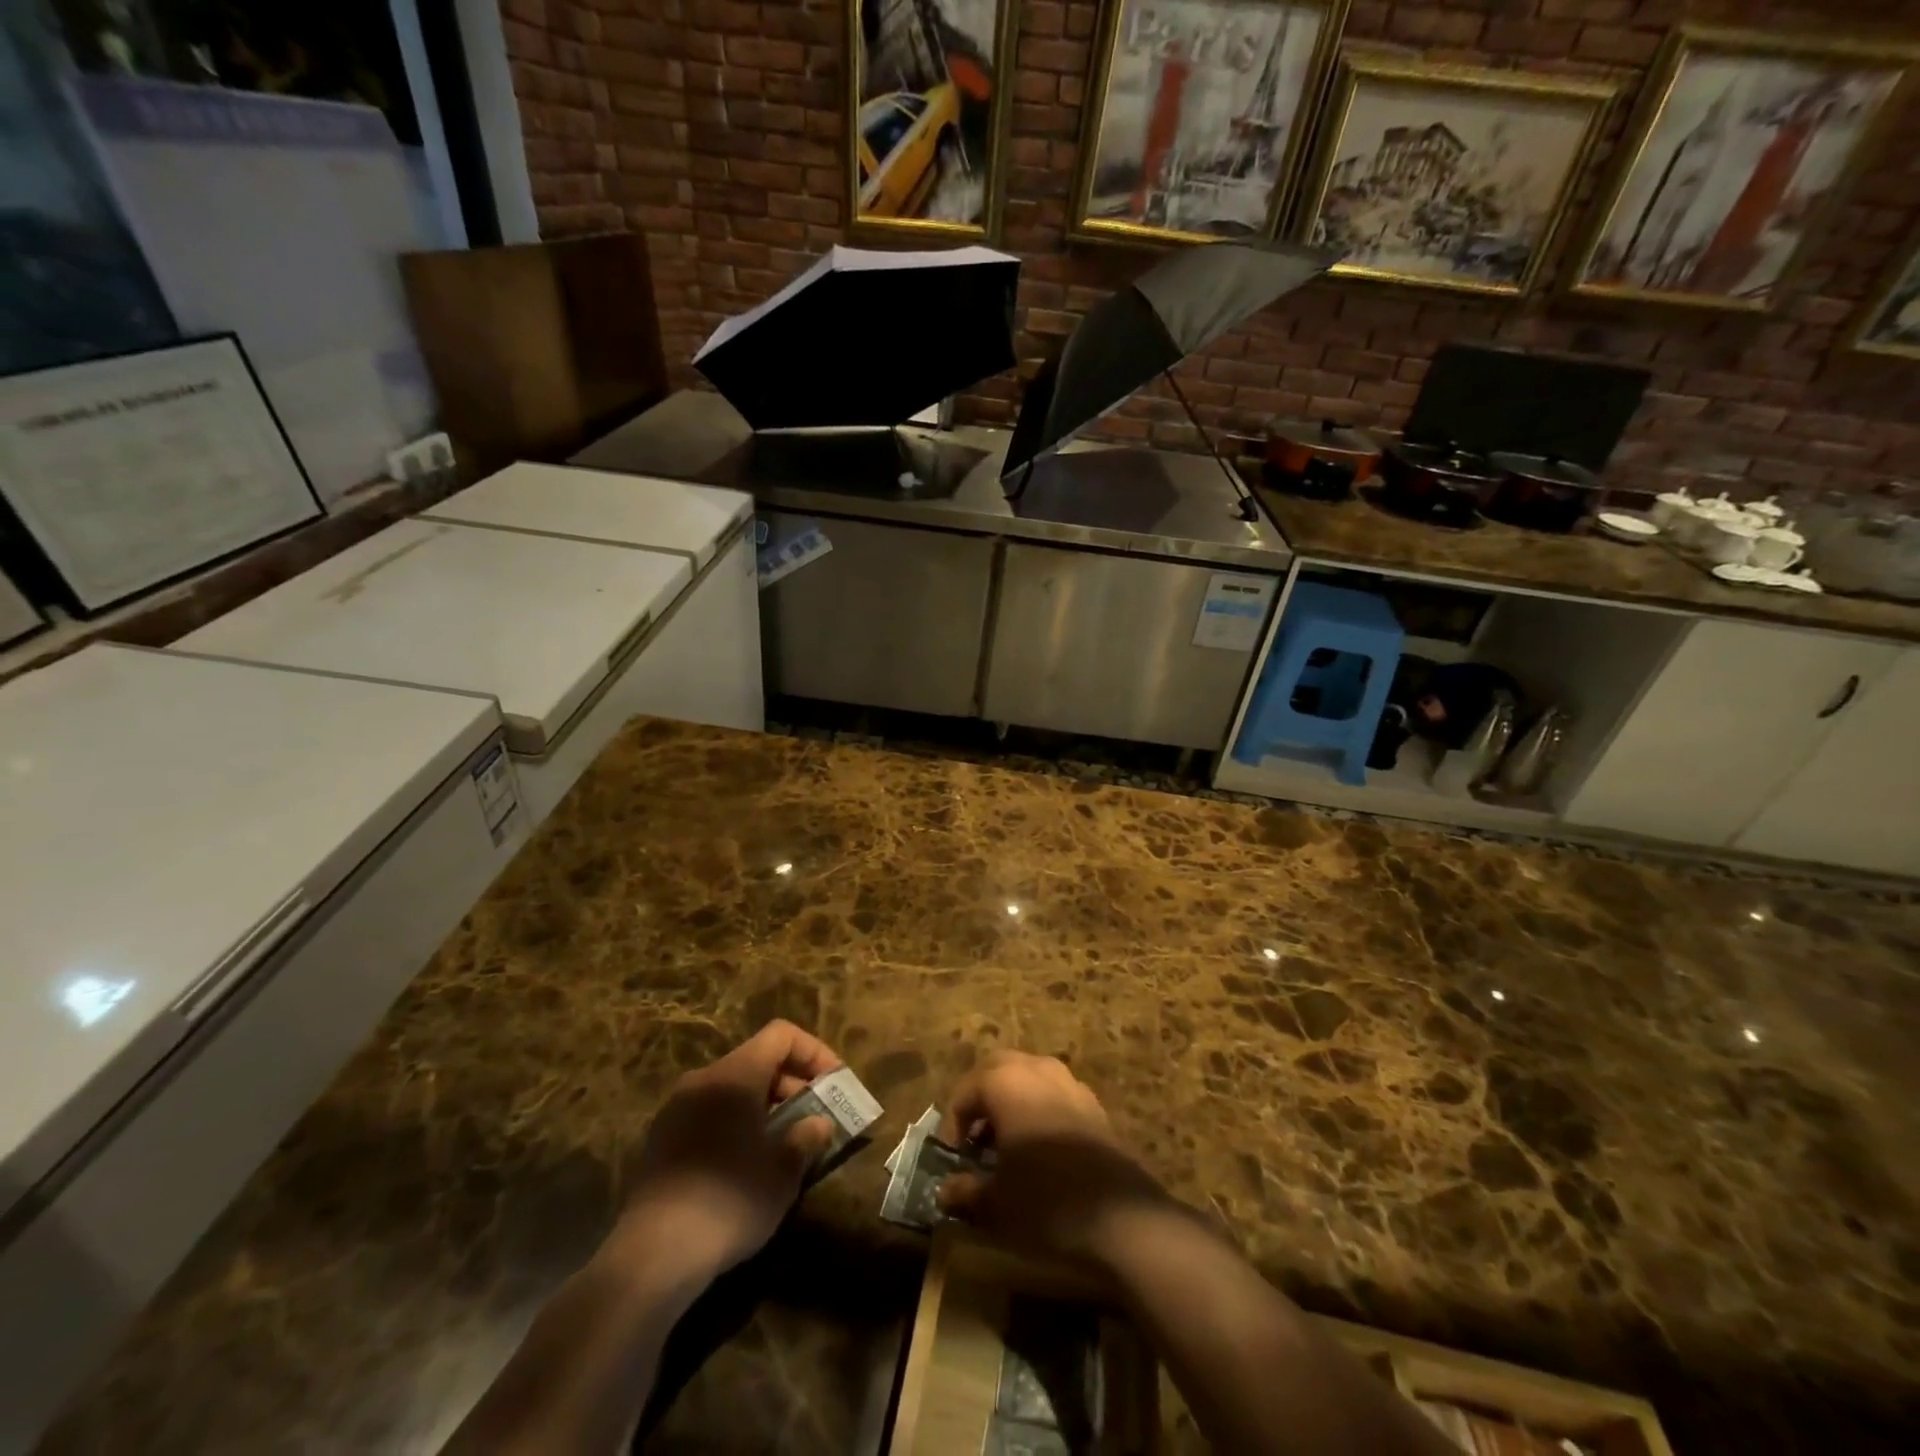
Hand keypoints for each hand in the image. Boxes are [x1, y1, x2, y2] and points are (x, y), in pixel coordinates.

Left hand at [617, 1020, 842, 1283]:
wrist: (653, 1256)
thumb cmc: (730, 1200)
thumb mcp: (782, 1172)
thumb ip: (806, 1138)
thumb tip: (818, 1124)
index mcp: (735, 1075)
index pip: (781, 1035)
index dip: (814, 1052)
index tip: (834, 1084)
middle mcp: (703, 1079)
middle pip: (756, 1061)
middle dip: (791, 1084)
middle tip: (815, 1118)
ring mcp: (675, 1109)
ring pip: (731, 1090)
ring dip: (763, 1106)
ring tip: (784, 1144)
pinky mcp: (659, 1140)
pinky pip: (709, 1114)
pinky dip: (735, 1124)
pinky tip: (745, 1165)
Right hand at [936, 1050, 1169, 1269]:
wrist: (1122, 1217)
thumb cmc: (1046, 1201)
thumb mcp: (996, 1203)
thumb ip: (967, 1191)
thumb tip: (946, 1192)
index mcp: (1006, 1082)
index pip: (966, 1090)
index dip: (952, 1122)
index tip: (951, 1155)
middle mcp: (1036, 1068)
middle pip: (997, 1069)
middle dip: (981, 1098)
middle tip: (973, 1136)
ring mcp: (1069, 1082)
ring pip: (1028, 1076)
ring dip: (1011, 1099)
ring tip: (1005, 1142)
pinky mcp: (1093, 1103)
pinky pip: (1054, 1093)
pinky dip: (1038, 1108)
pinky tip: (1040, 1147)